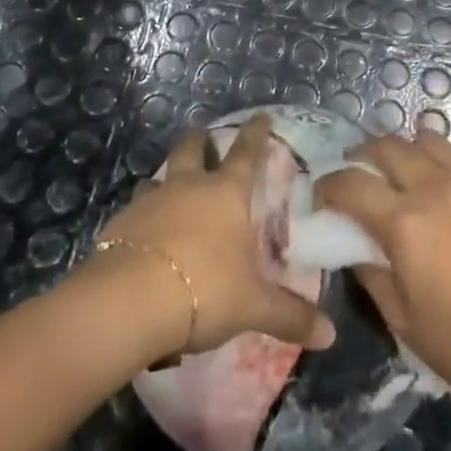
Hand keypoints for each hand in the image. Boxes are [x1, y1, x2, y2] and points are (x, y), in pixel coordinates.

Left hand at [94, 116, 335, 358]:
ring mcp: (151, 200)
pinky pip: (135, 209)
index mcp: (226, 193)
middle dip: (200, 140)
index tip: (260, 116)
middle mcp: (188, 186)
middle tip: (203, 134)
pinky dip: (142, 214)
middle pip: (193, 150)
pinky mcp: (120, 223)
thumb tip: (331, 334)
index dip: (256, 133)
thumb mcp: (253, 306)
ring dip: (166, 177)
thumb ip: (290, 316)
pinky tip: (143, 231)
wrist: (130, 300)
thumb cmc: (205, 289)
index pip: (246, 153)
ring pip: (159, 176)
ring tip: (170, 185)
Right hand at [315, 130, 450, 413]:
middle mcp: (433, 189)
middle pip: (386, 145)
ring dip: (402, 151)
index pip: (350, 183)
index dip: (327, 186)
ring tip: (396, 177)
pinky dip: (435, 166)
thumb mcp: (404, 322)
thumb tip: (357, 249)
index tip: (320, 199)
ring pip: (425, 140)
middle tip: (354, 179)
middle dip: (360, 156)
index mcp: (404, 223)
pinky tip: (437, 198)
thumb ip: (373, 275)